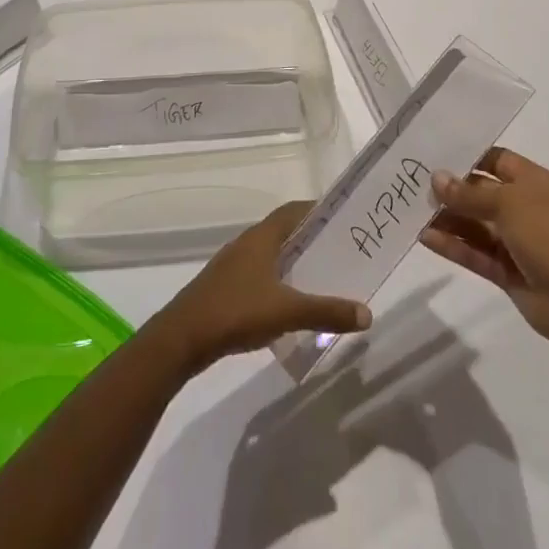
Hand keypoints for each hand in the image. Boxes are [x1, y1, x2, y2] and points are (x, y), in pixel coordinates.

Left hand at [148, 201, 371, 374]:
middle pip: (283, 233)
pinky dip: (278, 283)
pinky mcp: (224, 289)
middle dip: (310, 239)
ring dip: (293, 263)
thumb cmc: (236, 311)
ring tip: (321, 278)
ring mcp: (232, 267)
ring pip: (270, 256)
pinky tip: (290, 305)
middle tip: (340, 251)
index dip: (316, 210)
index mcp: (261, 238)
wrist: (182, 338)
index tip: (341, 217)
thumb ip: (327, 312)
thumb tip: (367, 313)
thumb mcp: (287, 312)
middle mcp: (246, 245)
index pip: (293, 211)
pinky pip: (259, 276)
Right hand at [422, 149, 548, 351]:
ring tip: (412, 211)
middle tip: (413, 184)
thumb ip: (469, 193)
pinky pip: (475, 252)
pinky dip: (453, 245)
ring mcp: (516, 242)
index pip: (497, 160)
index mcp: (534, 183)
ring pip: (476, 225)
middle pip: (482, 193)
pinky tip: (425, 238)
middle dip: (452, 189)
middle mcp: (525, 208)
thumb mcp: (508, 204)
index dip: (469, 156)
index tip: (434, 153)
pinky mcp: (507, 271)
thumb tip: (436, 178)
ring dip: (448, 219)